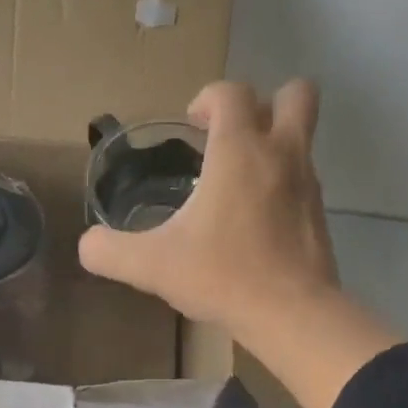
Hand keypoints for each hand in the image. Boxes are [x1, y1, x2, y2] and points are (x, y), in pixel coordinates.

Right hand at [80, 78, 399, 407]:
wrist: (291, 314)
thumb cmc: (222, 276)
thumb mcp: (152, 266)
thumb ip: (110, 251)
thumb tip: (88, 245)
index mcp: (239, 151)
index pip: (231, 92)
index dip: (208, 99)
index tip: (192, 125)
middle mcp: (281, 154)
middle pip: (295, 94)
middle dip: (266, 102)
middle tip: (232, 137)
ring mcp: (308, 184)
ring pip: (303, 138)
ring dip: (275, 144)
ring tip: (240, 183)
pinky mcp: (319, 215)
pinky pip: (304, 180)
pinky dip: (283, 185)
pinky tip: (257, 221)